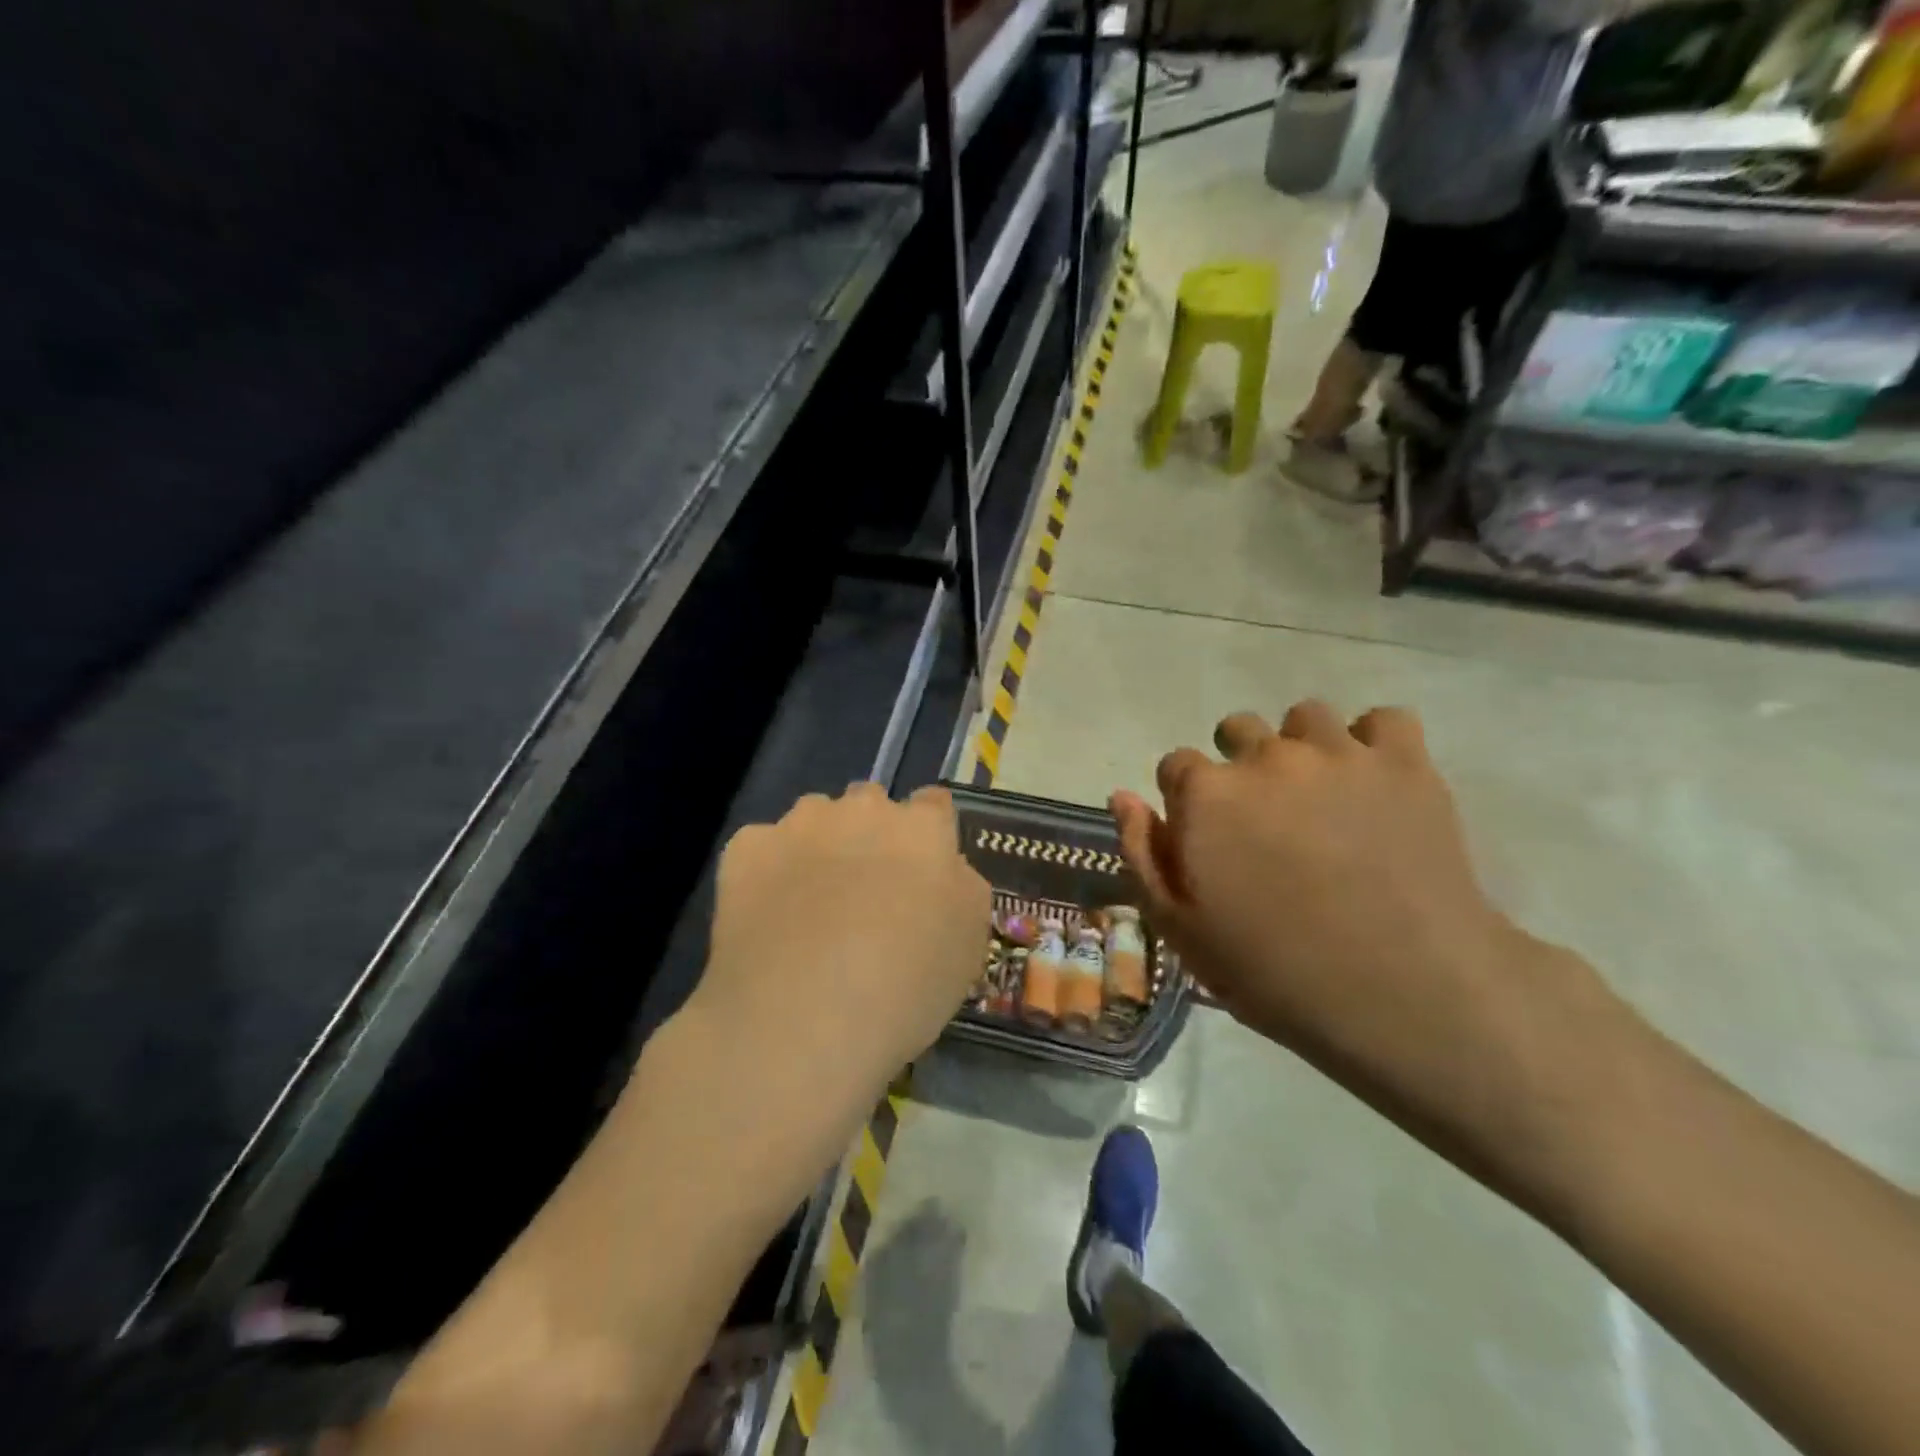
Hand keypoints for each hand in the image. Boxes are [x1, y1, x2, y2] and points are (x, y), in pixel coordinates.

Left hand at [695, 784, 989, 1103]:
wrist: (803, 1019)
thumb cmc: (905, 988)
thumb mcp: (968, 944)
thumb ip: (960, 887)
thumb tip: (943, 870)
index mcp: (923, 830)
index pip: (933, 804)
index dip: (929, 833)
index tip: (922, 868)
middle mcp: (863, 810)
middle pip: (870, 803)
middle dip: (870, 833)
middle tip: (865, 891)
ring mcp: (800, 825)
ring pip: (813, 818)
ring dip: (818, 844)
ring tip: (809, 905)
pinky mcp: (747, 848)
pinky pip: (762, 846)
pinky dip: (767, 871)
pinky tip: (766, 916)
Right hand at [1112, 701, 1603, 1173]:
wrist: (1404, 992)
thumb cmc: (1275, 970)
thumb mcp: (1181, 928)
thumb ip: (1143, 853)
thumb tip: (1123, 795)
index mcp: (1206, 795)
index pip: (1176, 764)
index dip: (1185, 798)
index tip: (1206, 835)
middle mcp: (1265, 757)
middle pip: (1237, 728)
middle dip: (1239, 764)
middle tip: (1264, 818)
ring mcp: (1338, 754)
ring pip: (1305, 717)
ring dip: (1302, 747)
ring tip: (1320, 796)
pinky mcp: (1403, 763)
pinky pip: (1383, 720)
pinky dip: (1374, 743)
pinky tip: (1373, 782)